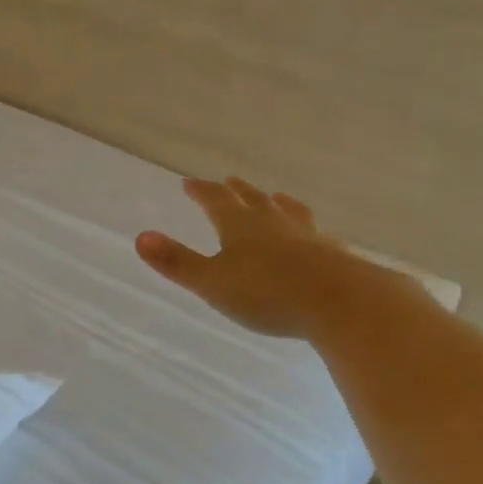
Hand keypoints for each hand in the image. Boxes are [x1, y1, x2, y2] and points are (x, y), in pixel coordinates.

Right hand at [136, 177, 360, 339]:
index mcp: (240, 226)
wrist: (342, 302)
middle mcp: (274, 223)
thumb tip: (140, 237)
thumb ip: (177, 262)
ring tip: (275, 197)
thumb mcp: (212, 282)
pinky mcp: (333, 255)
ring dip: (276, 204)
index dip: (201, 191)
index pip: (216, 201)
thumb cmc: (268, 293)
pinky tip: (316, 236)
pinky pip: (316, 234)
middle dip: (237, 192)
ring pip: (288, 213)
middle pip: (252, 201)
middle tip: (229, 181)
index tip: (190, 182)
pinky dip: (307, 229)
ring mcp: (307, 236)